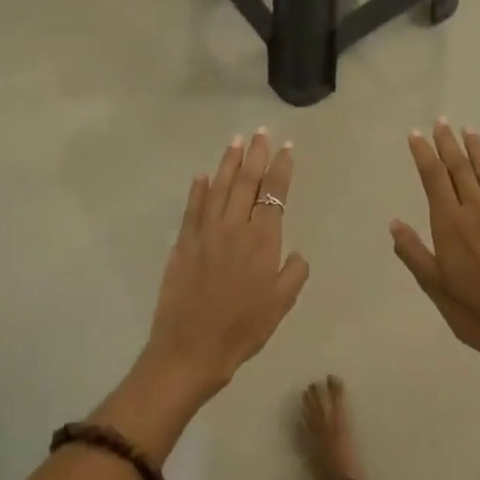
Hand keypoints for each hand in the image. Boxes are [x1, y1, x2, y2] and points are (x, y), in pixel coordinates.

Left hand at [139, 130, 310, 405]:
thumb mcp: (281, 304)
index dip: (281, 168)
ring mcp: (205, 233)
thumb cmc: (243, 329)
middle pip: (246, 182)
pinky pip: (192, 208)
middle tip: (261, 132)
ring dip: (228, 163)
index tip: (286, 147)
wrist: (191, 347)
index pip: (274, 194)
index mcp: (262, 240)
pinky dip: (198, 189)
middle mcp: (234, 228)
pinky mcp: (183, 243)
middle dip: (256, 155)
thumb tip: (296, 253)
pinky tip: (202, 175)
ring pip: (219, 188)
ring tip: (236, 141)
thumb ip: (293, 273)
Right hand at [391, 120, 479, 355]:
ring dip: (478, 152)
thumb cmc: (473, 311)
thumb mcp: (434, 286)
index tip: (416, 134)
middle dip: (448, 145)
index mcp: (450, 225)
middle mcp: (477, 213)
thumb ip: (414, 252)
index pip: (433, 179)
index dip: (424, 154)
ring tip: (469, 131)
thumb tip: (395, 223)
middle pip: (460, 170)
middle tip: (441, 122)